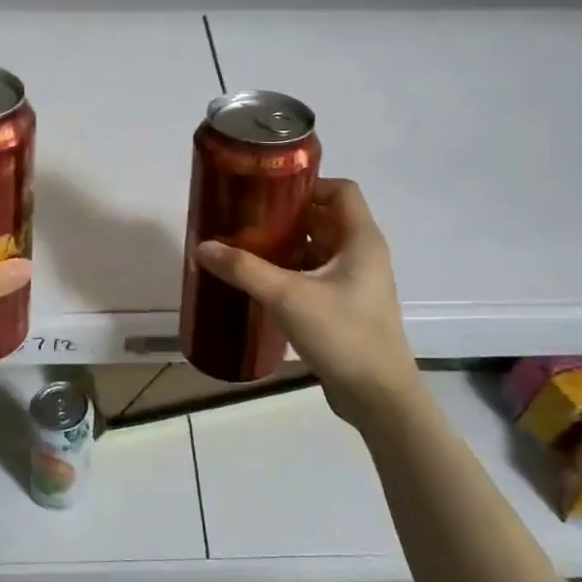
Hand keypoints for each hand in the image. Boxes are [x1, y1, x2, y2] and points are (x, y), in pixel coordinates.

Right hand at [194, 178, 420, 428]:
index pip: (340, 190)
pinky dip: (291, 272)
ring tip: (246, 247)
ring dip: (286, 245)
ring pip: (318, 248)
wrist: (378, 397)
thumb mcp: (288, 297)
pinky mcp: (346, 307)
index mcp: (361, 240)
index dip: (307, 183)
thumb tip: (203, 246)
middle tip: (246, 218)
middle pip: (324, 218)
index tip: (268, 191)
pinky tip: (260, 283)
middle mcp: (363, 255)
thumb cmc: (342, 335)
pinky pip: (316, 275)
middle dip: (287, 215)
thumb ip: (244, 269)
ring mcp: (356, 283)